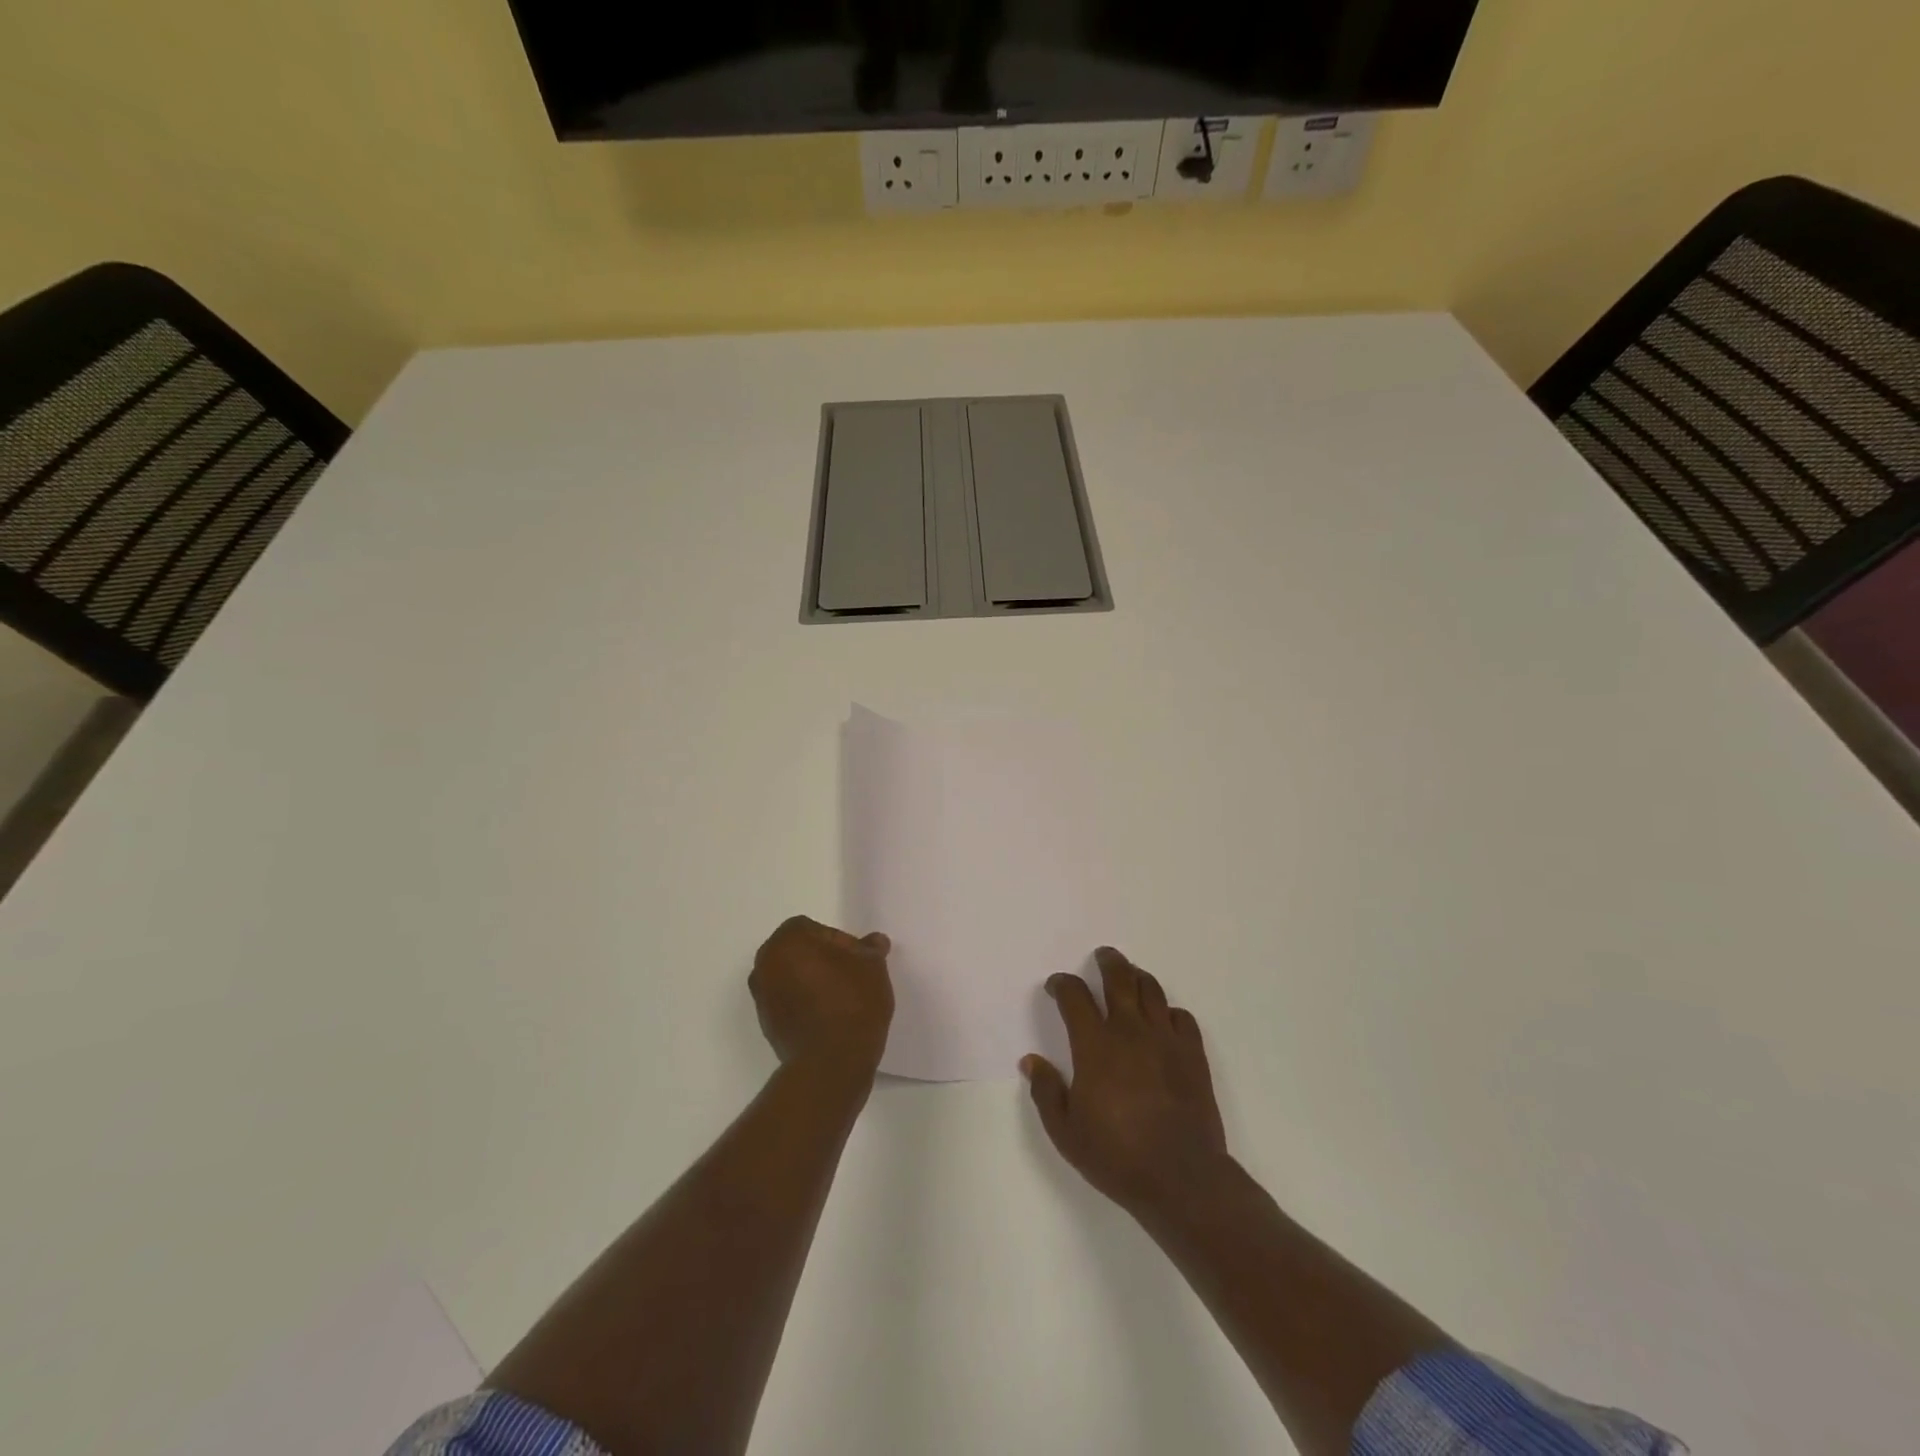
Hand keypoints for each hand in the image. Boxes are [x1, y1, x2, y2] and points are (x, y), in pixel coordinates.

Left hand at [750, 916, 894, 1076]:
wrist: (831, 1062)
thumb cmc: (852, 1001)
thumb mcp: (872, 966)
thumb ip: (869, 949)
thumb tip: (874, 942)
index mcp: (787, 941)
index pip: (814, 929)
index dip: (839, 941)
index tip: (858, 960)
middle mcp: (766, 964)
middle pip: (798, 952)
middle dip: (823, 959)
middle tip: (851, 975)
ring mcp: (762, 997)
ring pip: (791, 977)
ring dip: (812, 982)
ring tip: (843, 998)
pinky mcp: (766, 1025)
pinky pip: (788, 1003)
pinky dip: (805, 1004)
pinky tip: (830, 1017)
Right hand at [1023, 947, 1228, 1215]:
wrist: (1181, 1178)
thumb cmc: (1116, 1156)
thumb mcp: (1066, 1132)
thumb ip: (1046, 1092)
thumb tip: (1031, 1061)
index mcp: (1094, 1046)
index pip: (1075, 997)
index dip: (1063, 984)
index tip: (1056, 985)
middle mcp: (1129, 1031)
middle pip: (1119, 979)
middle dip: (1108, 962)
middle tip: (1103, 955)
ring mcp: (1165, 1040)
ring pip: (1152, 990)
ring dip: (1138, 977)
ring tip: (1131, 975)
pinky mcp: (1193, 1055)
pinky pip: (1182, 1017)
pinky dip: (1169, 1011)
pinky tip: (1164, 1019)